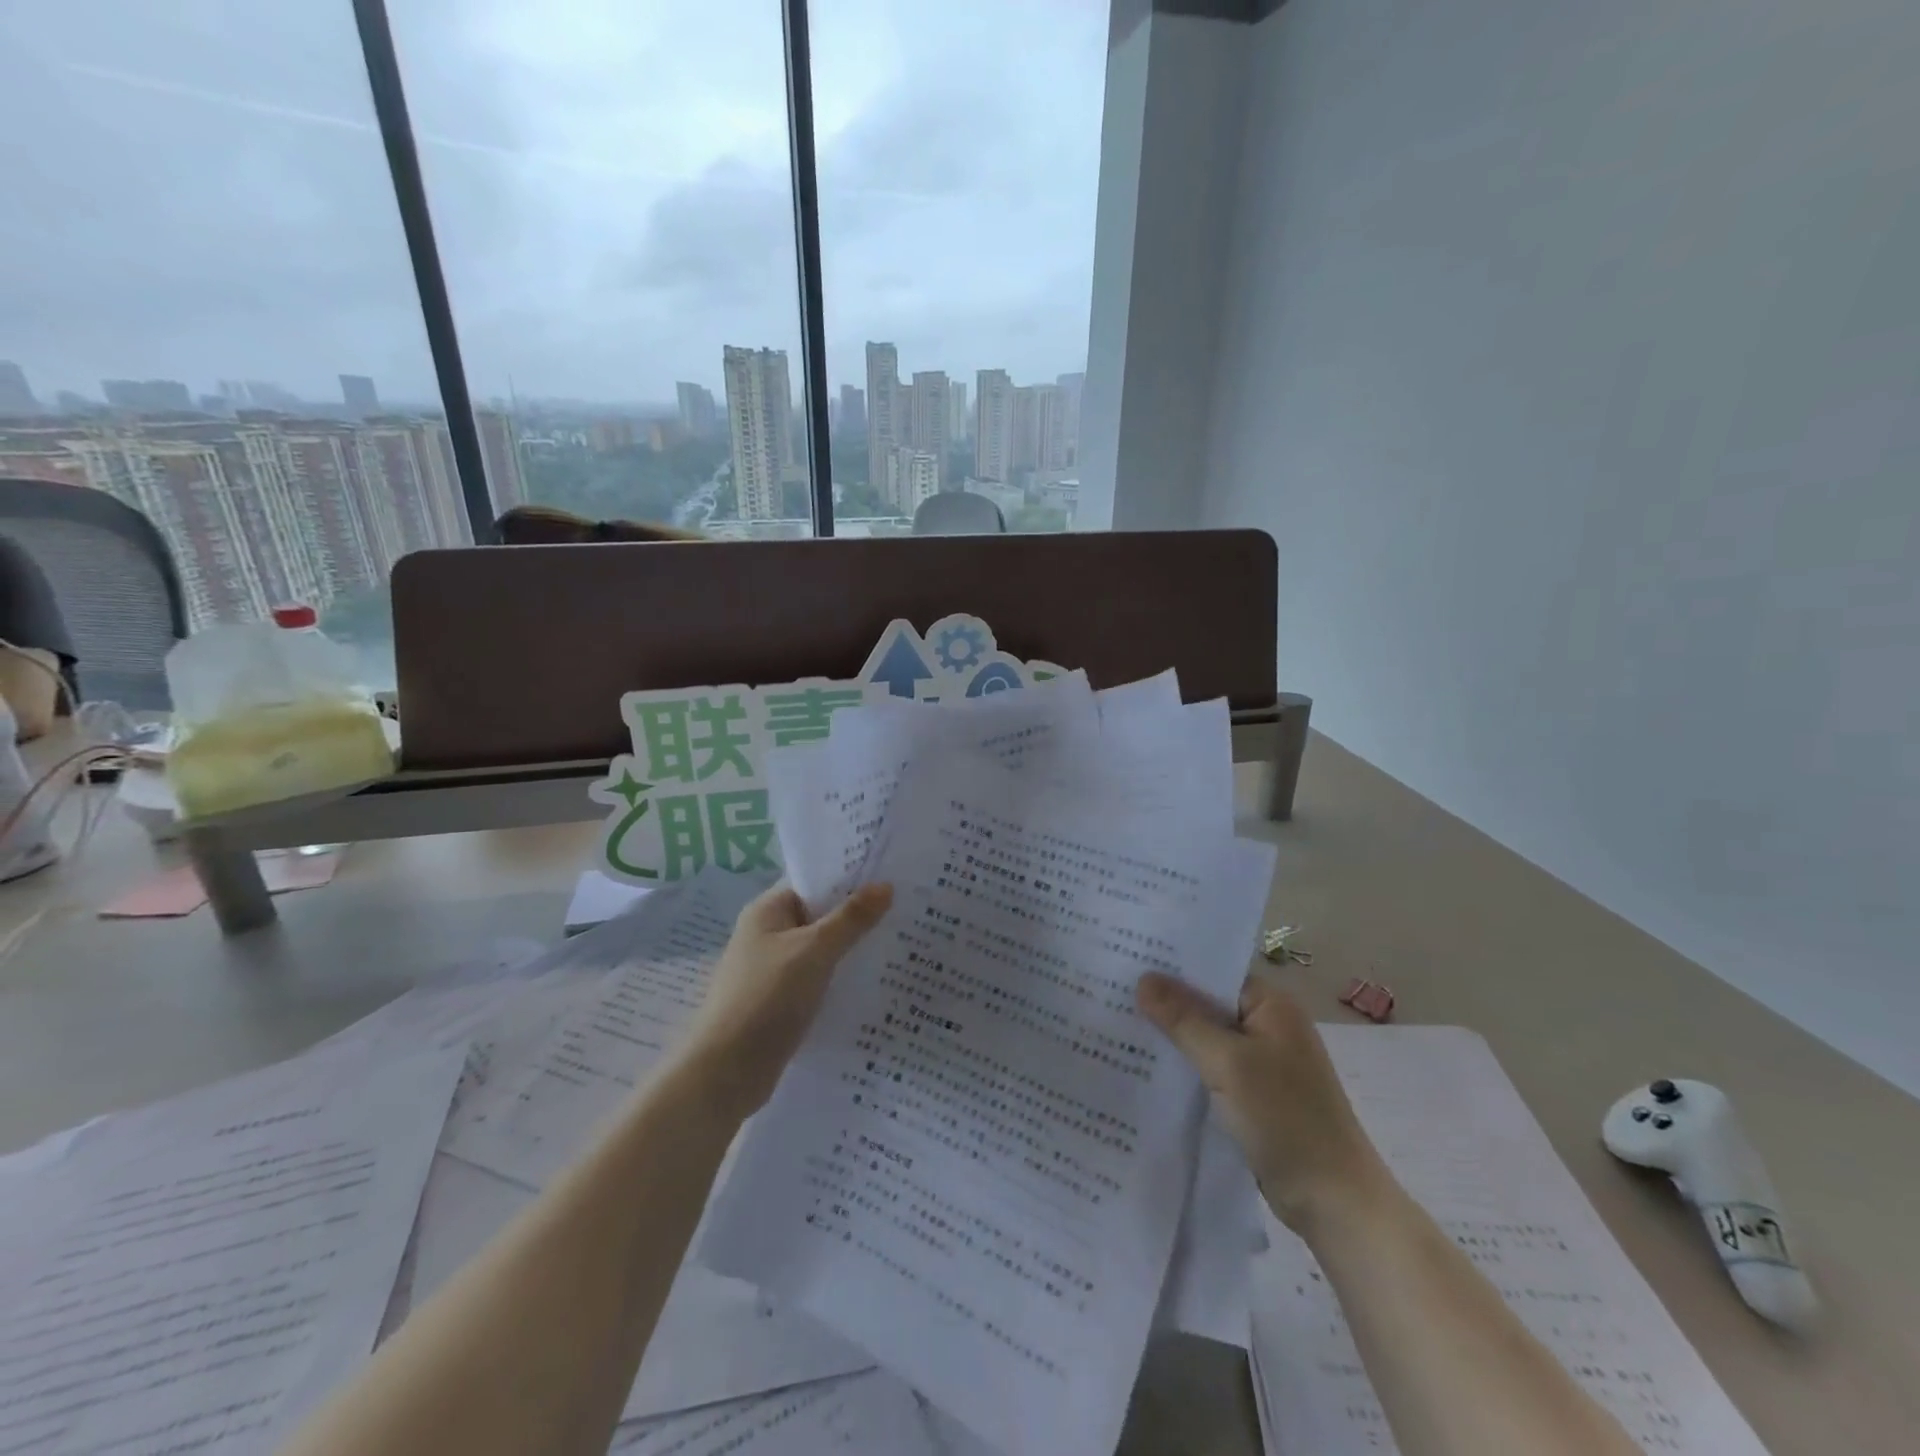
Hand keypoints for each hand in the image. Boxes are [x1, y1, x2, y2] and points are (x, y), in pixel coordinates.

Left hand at [678, 881, 892, 1118]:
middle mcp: (768, 935)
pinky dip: (841, 978)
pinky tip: (874, 983)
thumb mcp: (814, 951)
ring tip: (900, 943)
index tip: (892, 876)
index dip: (850, 877)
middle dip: (858, 914)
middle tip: (907, 909)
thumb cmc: (766, 999)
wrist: (724, 1073)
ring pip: (822, 950)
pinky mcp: (781, 1003)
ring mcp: (773, 970)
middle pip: (820, 914)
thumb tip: (887, 885)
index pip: (814, 881)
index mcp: (767, 911)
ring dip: (852, 948)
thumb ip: (851, 918)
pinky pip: (818, 979)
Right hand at [1137, 971, 1389, 1235]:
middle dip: (1165, 1002)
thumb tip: (1143, 978)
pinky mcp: (1253, 1097)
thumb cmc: (1286, 1120)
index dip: (1172, 966)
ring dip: (1171, 1037)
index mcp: (1271, 1006)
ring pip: (1205, 1039)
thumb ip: (1184, 1019)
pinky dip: (1184, 1067)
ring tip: (1116, 1024)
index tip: (1126, 960)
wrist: (1334, 1203)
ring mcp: (1261, 1064)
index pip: (1213, 972)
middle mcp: (1268, 1027)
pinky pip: (1209, 1069)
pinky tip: (1145, 1068)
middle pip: (1207, 1004)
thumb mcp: (1228, 1063)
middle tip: (1109, 991)